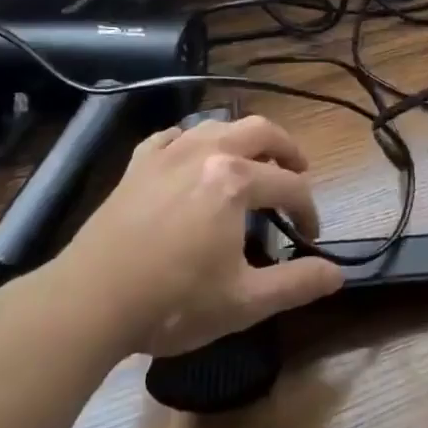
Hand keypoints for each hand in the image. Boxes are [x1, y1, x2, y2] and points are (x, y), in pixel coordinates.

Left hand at [50, 114, 344, 356]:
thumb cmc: (172, 302)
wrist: (89, 301)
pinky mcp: (137, 165)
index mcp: (237, 180)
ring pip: (217, 125)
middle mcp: (207, 152)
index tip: (311, 235)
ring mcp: (168, 153)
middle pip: (260, 131)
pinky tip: (192, 155)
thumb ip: (296, 285)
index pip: (290, 186)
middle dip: (287, 148)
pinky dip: (192, 140)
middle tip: (298, 170)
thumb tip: (337, 274)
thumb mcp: (243, 302)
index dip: (308, 209)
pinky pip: (172, 136)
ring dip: (243, 138)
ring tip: (253, 159)